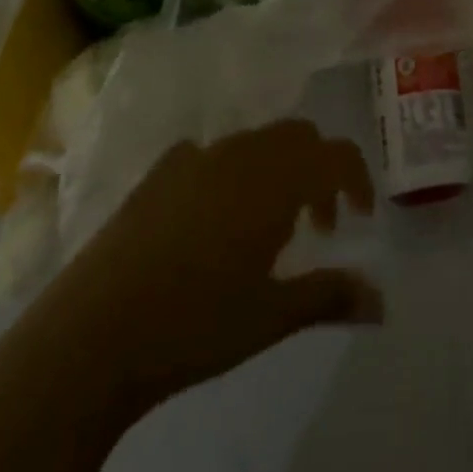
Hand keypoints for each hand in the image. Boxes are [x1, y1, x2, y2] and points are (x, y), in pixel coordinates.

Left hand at [0, 120, 380, 471]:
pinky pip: (208, 154)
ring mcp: (195, 157)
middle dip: (317, 170)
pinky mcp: (157, 172)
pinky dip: (227, 173)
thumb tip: (381, 301)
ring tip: (264, 226)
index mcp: (275, 178)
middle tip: (315, 224)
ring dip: (274, 171)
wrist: (91, 336)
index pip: (336, 153)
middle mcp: (241, 152)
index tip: (360, 216)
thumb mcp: (270, 317)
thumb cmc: (194, 324)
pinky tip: (209, 219)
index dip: (357, 178)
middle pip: (297, 136)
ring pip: (254, 142)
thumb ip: (329, 296)